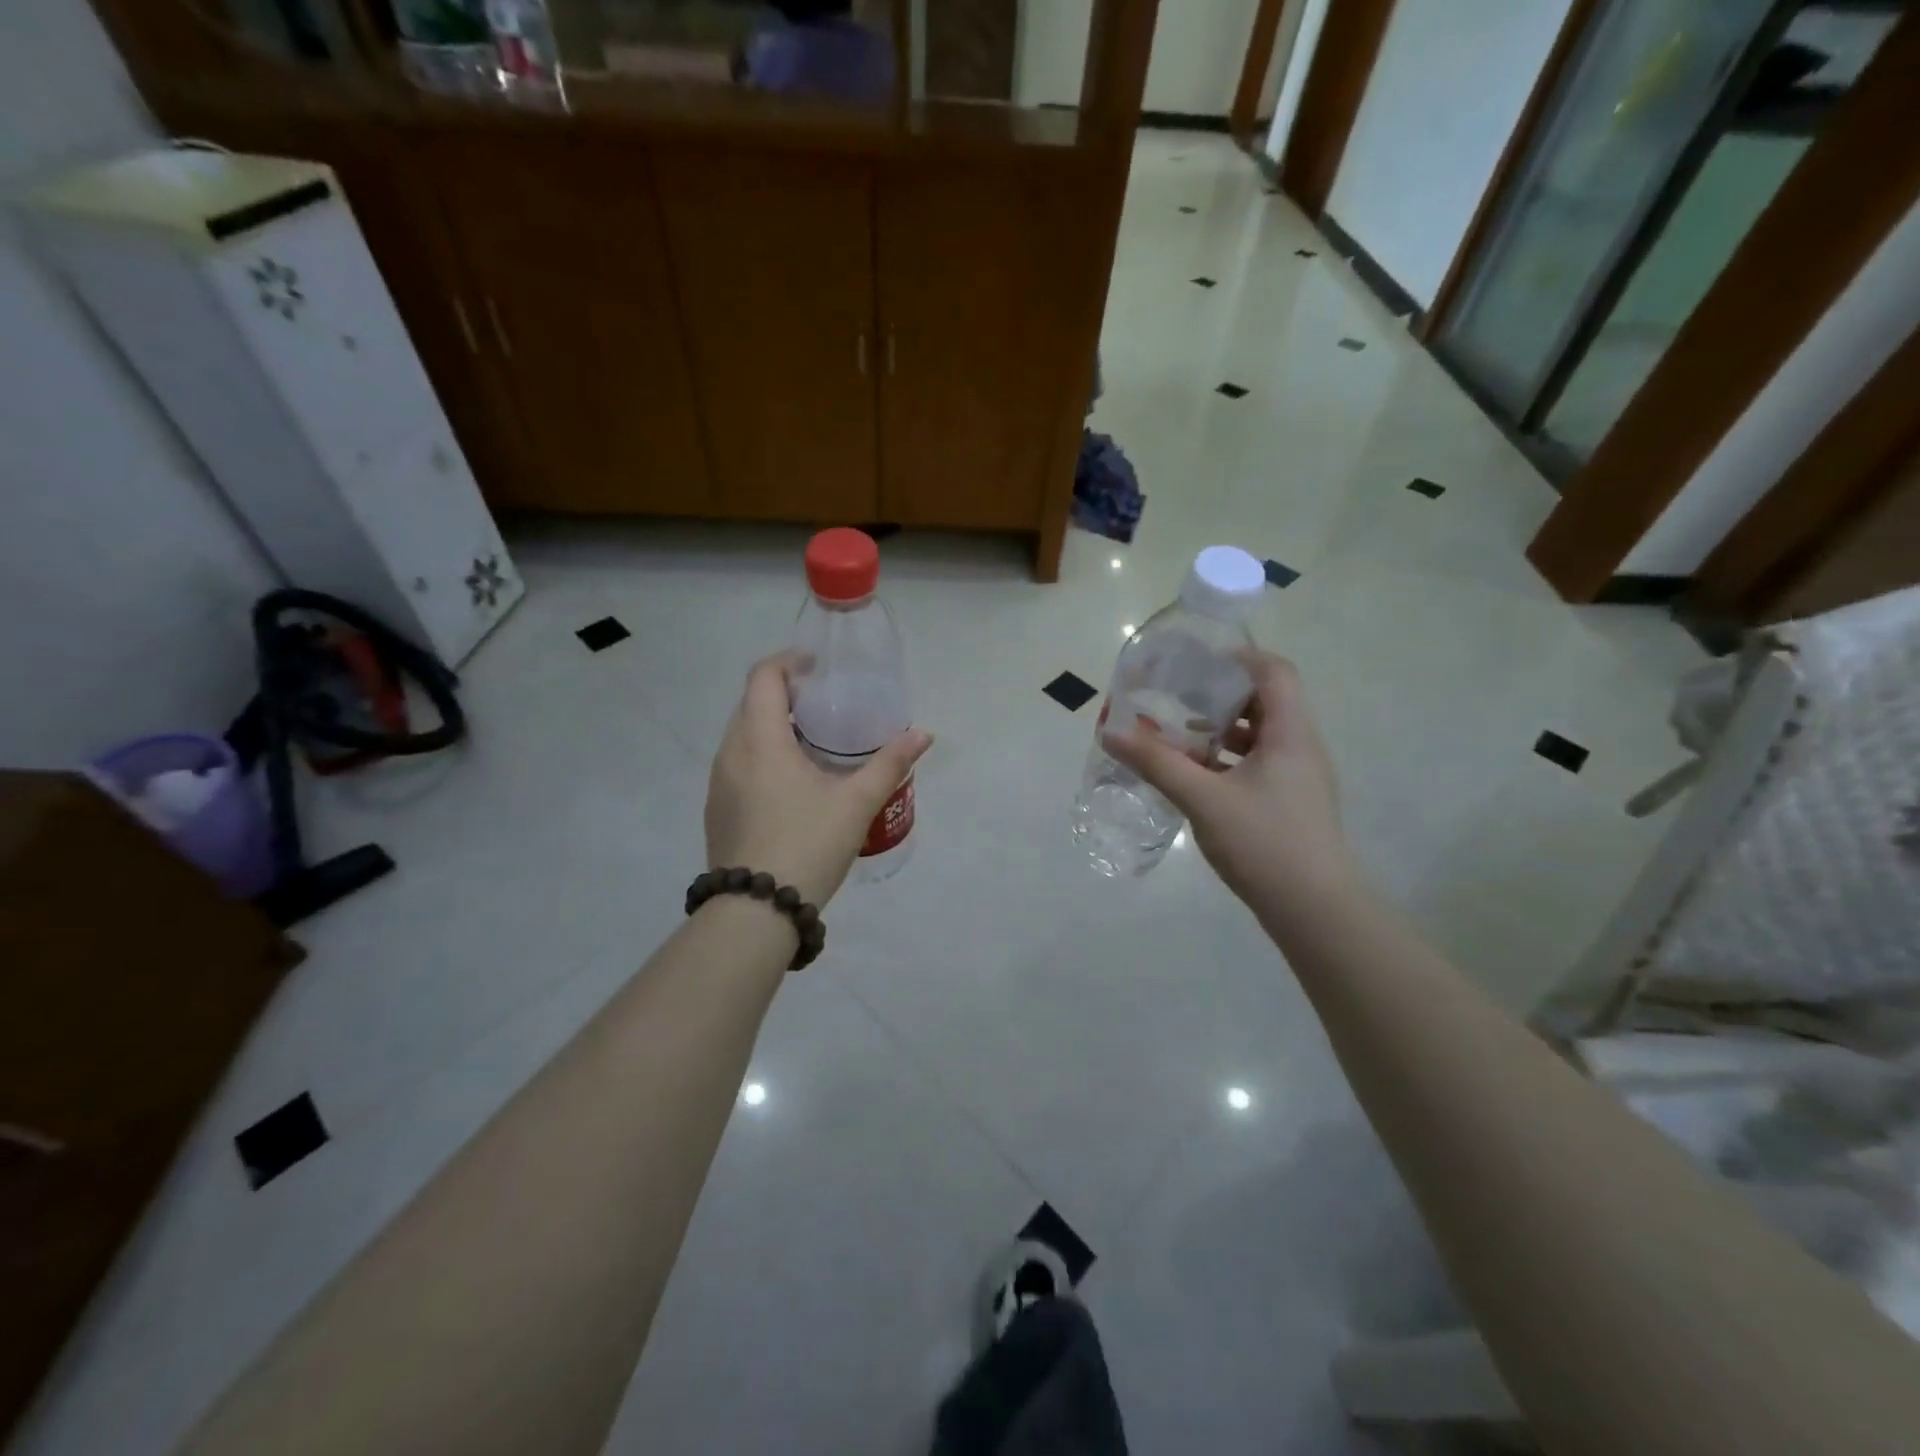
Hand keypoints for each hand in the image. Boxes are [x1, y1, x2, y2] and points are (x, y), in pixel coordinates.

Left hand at [705, 653, 931, 907]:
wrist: (756, 912)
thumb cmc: (807, 845)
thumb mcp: (856, 803)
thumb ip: (889, 764)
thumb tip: (922, 735)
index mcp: (760, 740)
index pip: (763, 677)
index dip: (789, 661)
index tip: (818, 667)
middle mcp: (730, 753)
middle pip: (751, 703)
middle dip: (784, 694)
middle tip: (824, 704)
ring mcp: (719, 783)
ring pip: (742, 736)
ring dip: (772, 726)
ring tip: (812, 742)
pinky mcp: (718, 809)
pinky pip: (738, 764)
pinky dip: (762, 755)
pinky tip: (792, 783)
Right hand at [1105, 652, 1352, 907]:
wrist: (1314, 910)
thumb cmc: (1263, 842)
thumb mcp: (1203, 799)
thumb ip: (1157, 763)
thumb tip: (1110, 732)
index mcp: (1290, 733)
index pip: (1274, 672)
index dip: (1238, 657)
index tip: (1196, 660)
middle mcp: (1300, 747)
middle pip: (1265, 701)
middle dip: (1220, 694)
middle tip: (1177, 694)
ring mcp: (1298, 777)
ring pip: (1259, 735)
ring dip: (1221, 729)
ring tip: (1178, 733)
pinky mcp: (1289, 802)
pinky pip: (1257, 764)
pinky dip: (1226, 759)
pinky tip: (1194, 774)